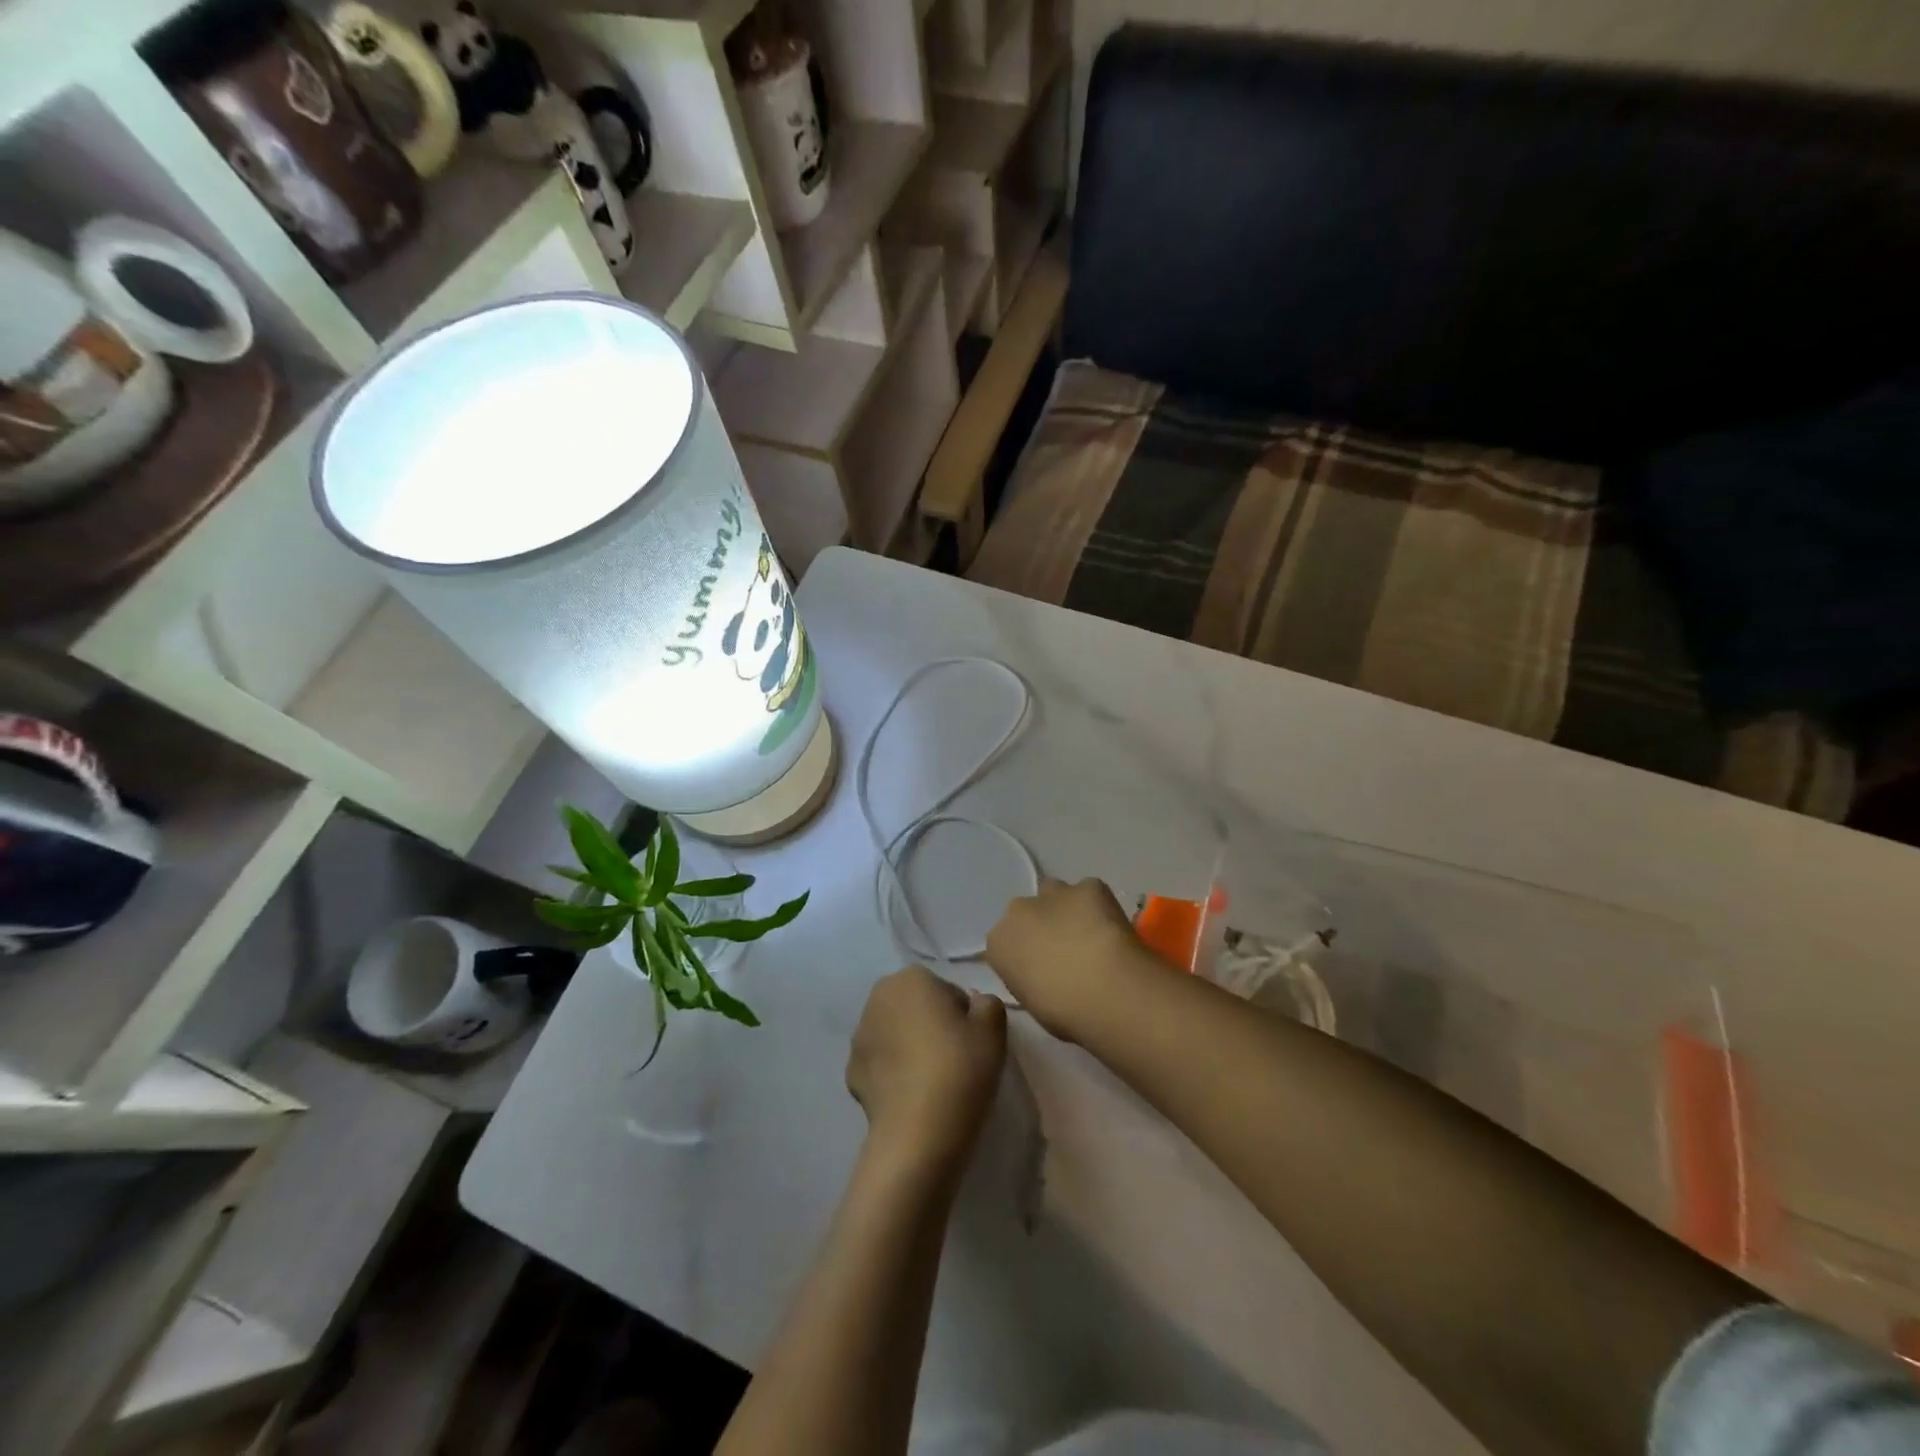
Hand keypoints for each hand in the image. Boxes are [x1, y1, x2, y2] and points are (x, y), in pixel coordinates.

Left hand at [847, 968, 1006, 1175]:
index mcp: (911, 978)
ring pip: (896, 1034)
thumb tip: (975, 1005)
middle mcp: (878, 998)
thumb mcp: (993, 1029)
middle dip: (932, 1026)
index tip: (972, 1043)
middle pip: (916, 1008)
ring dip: (910, 1047)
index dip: (964, 1017)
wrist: (917, 1133)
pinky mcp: (850, 1072)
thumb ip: (988, 1004)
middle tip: (956, 1060)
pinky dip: (894, 1074)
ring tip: (933, 1082)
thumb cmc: (959, 1068)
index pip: (947, 991)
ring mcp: (859, 1036)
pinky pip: (881, 1064)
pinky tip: (912, 1097)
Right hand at [985, 876, 1155, 1040]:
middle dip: (1041, 925)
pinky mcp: (1088, 886)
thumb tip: (1042, 974)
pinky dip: (1098, 906)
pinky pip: (1089, 892)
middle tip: (1066, 951)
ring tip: (1090, 935)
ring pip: (1055, 894)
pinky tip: (1111, 928)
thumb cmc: (1062, 1012)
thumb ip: (1028, 978)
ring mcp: (1053, 893)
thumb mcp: (1031, 1002)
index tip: (1042, 971)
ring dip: (1066, 909)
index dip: (1025, 954)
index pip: (1005, 942)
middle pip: (1027, 912)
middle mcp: (1018, 910)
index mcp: (998, 943)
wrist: (1103, 989)